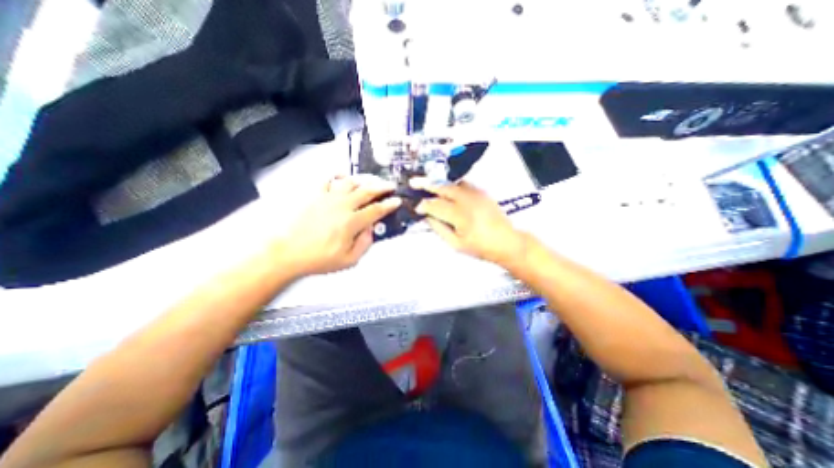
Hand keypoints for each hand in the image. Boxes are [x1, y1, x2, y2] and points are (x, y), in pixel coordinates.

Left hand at [278, 176, 401, 277]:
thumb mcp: (348, 260)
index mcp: (351, 222)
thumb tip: (370, 229)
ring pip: (350, 182)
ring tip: (371, 180)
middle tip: (390, 185)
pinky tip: (343, 176)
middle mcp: (342, 206)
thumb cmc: (318, 259)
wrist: (287, 253)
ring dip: (364, 179)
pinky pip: (328, 180)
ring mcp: (327, 198)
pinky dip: (338, 175)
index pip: (376, 210)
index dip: (389, 205)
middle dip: (382, 187)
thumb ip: (364, 244)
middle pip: (366, 191)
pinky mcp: (315, 195)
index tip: (396, 200)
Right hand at [412, 179, 525, 265]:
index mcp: (460, 215)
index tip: (416, 207)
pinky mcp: (482, 193)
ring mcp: (476, 194)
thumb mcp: (456, 244)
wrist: (506, 242)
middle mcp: (467, 200)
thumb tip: (428, 217)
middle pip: (443, 188)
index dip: (423, 205)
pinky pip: (463, 184)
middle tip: (414, 182)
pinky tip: (447, 190)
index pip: (436, 206)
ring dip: (439, 184)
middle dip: (427, 185)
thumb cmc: (481, 247)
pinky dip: (452, 185)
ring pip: (452, 184)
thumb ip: (440, 229)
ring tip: (428, 185)